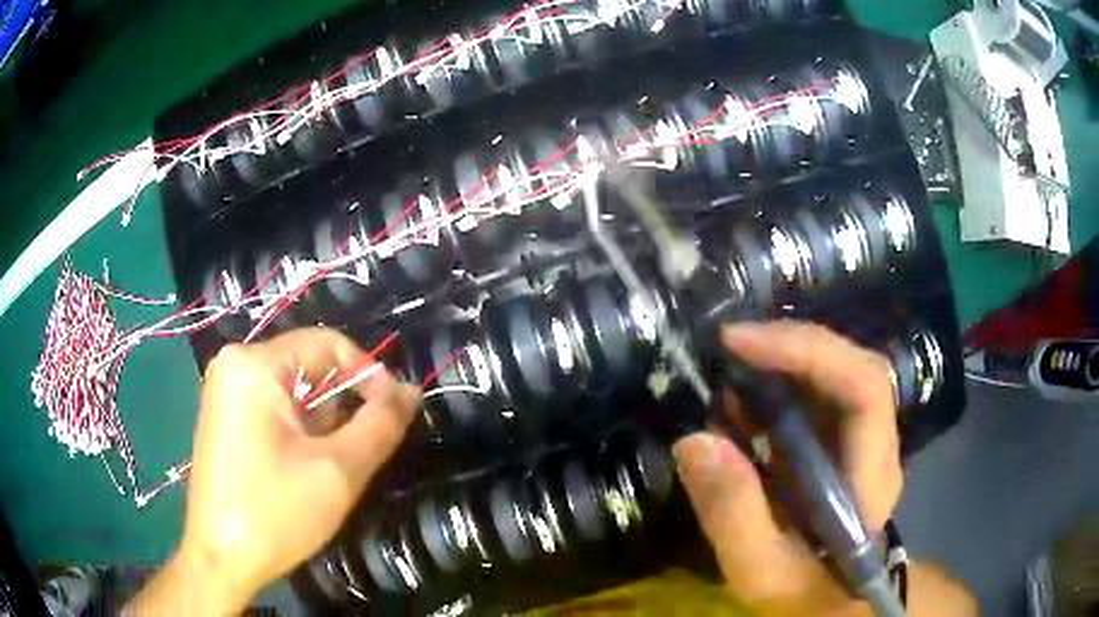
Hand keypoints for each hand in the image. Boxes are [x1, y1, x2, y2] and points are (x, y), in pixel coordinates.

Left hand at [128, 328, 419, 613]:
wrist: (220, 559)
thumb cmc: (275, 513)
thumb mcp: (338, 470)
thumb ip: (380, 424)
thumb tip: (410, 390)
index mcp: (254, 365)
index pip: (329, 345)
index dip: (370, 375)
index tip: (395, 415)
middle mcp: (234, 365)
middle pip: (309, 369)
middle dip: (341, 409)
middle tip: (358, 455)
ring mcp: (225, 391)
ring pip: (294, 392)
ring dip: (322, 425)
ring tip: (327, 470)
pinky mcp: (224, 417)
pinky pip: (274, 409)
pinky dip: (300, 433)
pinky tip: (301, 471)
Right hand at [673, 322, 900, 616]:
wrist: (827, 597)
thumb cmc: (801, 588)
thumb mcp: (759, 568)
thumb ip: (733, 514)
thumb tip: (694, 440)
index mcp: (872, 472)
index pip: (865, 386)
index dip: (810, 351)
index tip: (740, 343)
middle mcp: (876, 440)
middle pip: (852, 363)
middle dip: (792, 344)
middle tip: (729, 346)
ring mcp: (861, 435)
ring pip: (835, 368)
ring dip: (783, 358)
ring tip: (729, 371)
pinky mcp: (839, 437)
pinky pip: (816, 390)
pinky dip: (777, 381)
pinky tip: (743, 401)